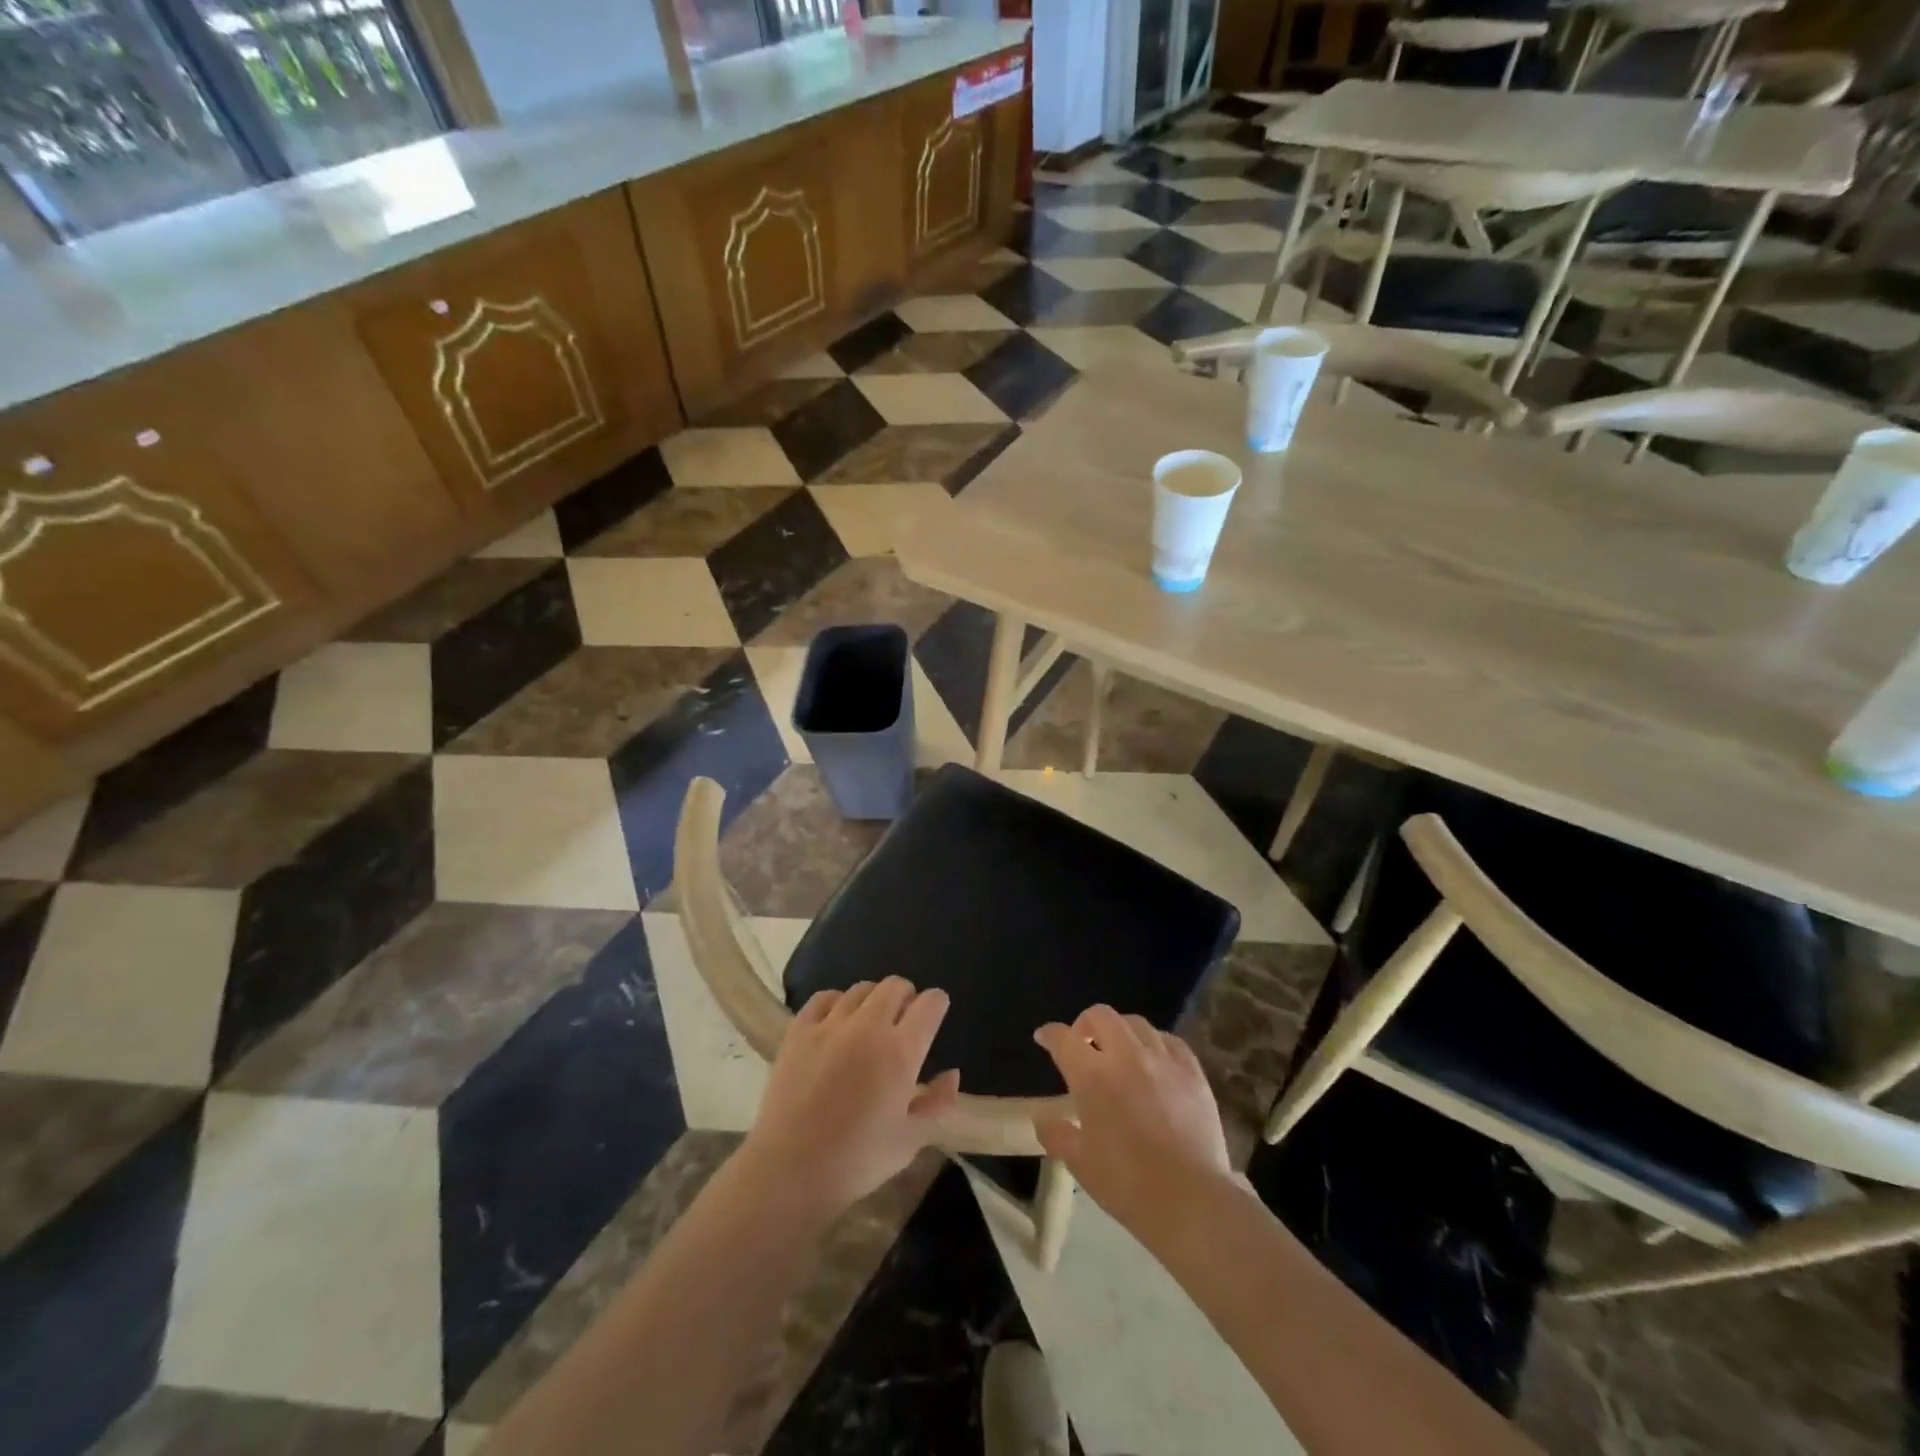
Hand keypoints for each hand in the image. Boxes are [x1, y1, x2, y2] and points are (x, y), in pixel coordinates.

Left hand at [740, 977, 960, 1222]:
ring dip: (873, 999)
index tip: (935, 1015)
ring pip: (861, 988)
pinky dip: (836, 1002)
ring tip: (870, 1022)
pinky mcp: (798, 1030)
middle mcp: (868, 1026)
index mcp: (901, 1051)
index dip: (937, 1004)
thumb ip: (937, 1104)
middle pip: (895, 986)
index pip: (930, 1004)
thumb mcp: (910, 1141)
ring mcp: (830, 1024)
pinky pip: (824, 997)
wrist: (789, 1171)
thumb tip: (952, 1074)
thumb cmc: (857, 1160)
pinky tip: (836, 1022)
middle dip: (907, 996)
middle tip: (904, 1019)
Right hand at [1033, 1005, 1233, 1233]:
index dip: (1049, 1034)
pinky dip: (1155, 1043)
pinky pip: (1171, 1041)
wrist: (1191, 1201)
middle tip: (1083, 1044)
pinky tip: (1155, 1060)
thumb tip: (1043, 1120)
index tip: (1044, 1038)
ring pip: (1136, 1024)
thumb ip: (1057, 1135)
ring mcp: (1163, 1060)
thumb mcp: (1080, 1164)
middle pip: (1100, 1016)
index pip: (1063, 1039)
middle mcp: (1126, 1056)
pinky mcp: (1193, 1072)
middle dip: (1085, 1023)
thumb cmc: (1127, 1184)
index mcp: (1092, 1076)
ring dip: (1120, 1031)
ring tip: (1119, 1051)